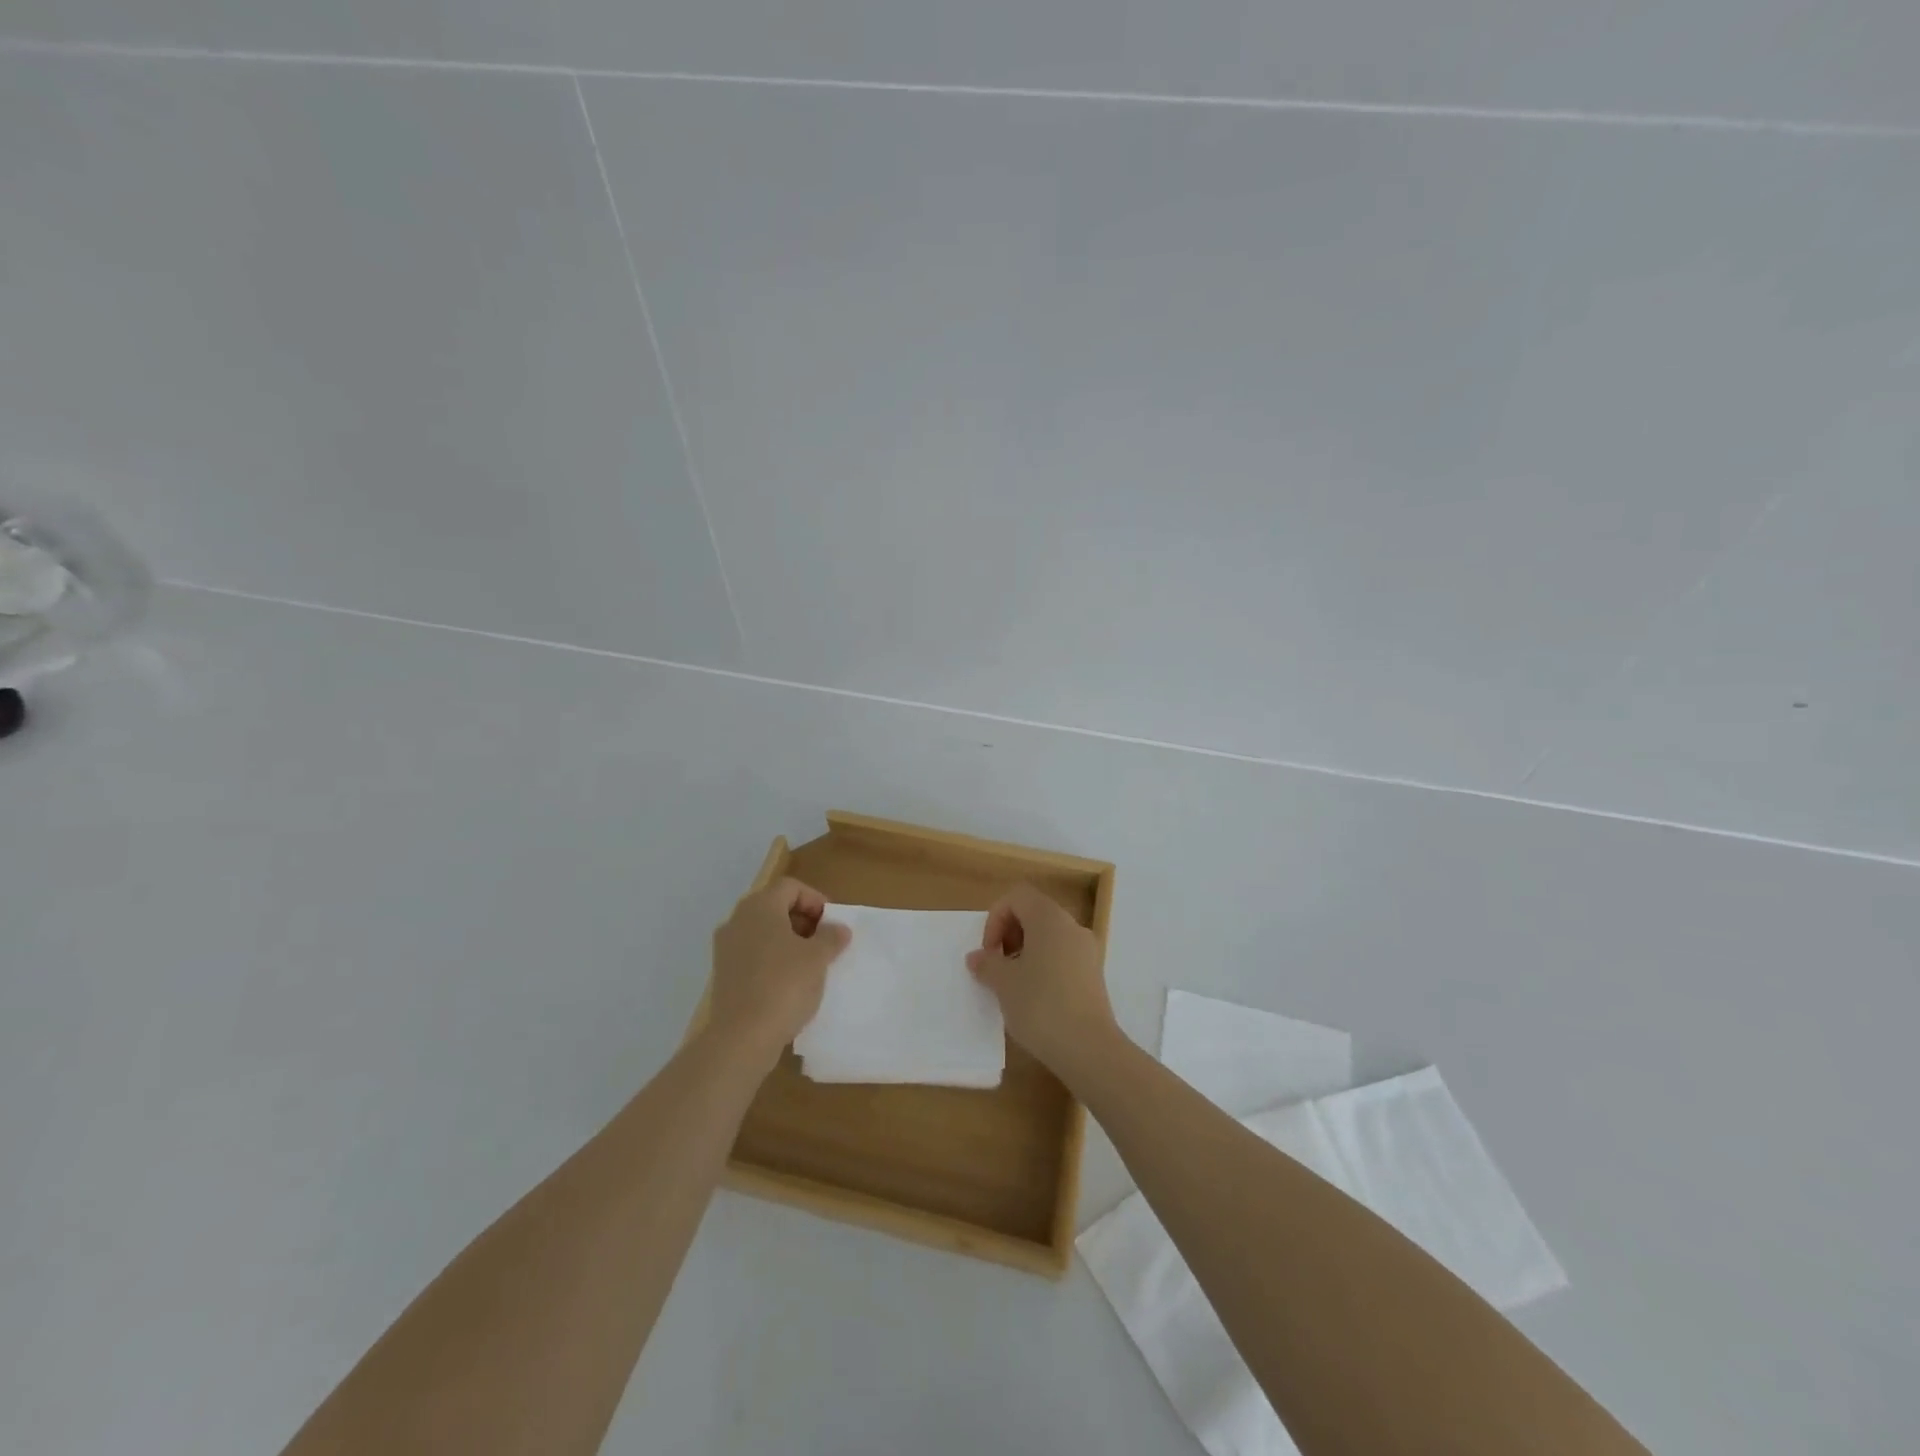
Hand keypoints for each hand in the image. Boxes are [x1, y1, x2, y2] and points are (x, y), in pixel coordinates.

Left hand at [708, 878, 850, 1072]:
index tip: (832, 923)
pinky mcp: (723, 975)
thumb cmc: (784, 985)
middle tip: (825, 942)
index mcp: (759, 907)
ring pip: (763, 932)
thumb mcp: (818, 958)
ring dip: (789, 941)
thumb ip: (831, 937)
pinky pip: (753, 955)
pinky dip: (773, 960)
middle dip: (803, 920)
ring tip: (811, 964)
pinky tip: (790, 984)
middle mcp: (737, 921)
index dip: (815, 900)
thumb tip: (838, 929)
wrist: (742, 1037)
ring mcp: (726, 949)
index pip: (790, 887)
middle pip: (775, 907)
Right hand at [967, 884, 1115, 1074]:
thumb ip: (987, 964)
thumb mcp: (1004, 983)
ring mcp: (1087, 950)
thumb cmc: (1040, 1005)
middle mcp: (1072, 926)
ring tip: (1013, 985)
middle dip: (1010, 935)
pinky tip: (1035, 998)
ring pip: (1049, 936)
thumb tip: (977, 957)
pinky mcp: (1094, 975)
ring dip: (1026, 952)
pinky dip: (1045, 966)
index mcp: (1049, 918)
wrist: (1088, 1048)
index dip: (996, 918)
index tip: (990, 952)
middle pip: (1034, 913)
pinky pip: (1063, 956)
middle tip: (998, 967)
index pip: (1017, 897)